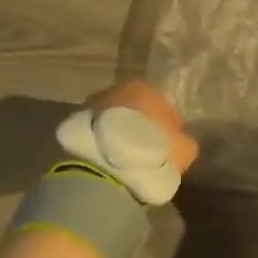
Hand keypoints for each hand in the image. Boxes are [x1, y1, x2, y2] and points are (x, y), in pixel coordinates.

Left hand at [84, 80, 198, 177]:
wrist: (105, 167)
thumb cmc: (152, 152)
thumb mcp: (184, 150)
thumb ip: (184, 142)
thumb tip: (180, 141)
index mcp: (146, 89)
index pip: (163, 106)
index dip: (168, 127)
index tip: (169, 145)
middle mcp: (116, 90)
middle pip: (135, 110)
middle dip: (140, 126)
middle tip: (145, 151)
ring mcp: (92, 105)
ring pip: (112, 120)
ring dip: (118, 134)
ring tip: (124, 158)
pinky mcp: (74, 126)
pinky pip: (96, 134)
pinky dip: (102, 144)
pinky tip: (107, 161)